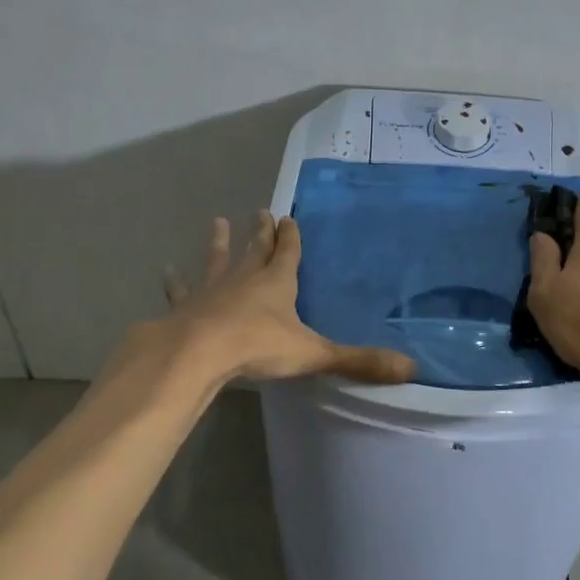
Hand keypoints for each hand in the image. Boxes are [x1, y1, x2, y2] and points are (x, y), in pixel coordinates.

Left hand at [161, 211, 416, 385]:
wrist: (199, 353)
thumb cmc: (258, 347)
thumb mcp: (314, 354)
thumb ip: (359, 361)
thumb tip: (412, 369)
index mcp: (277, 284)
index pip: (288, 254)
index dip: (291, 237)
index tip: (288, 217)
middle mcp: (245, 279)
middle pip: (255, 250)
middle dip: (260, 232)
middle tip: (260, 211)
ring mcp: (212, 290)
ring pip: (218, 261)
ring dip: (220, 243)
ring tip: (217, 223)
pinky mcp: (187, 307)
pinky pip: (182, 290)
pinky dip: (176, 281)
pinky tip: (167, 271)